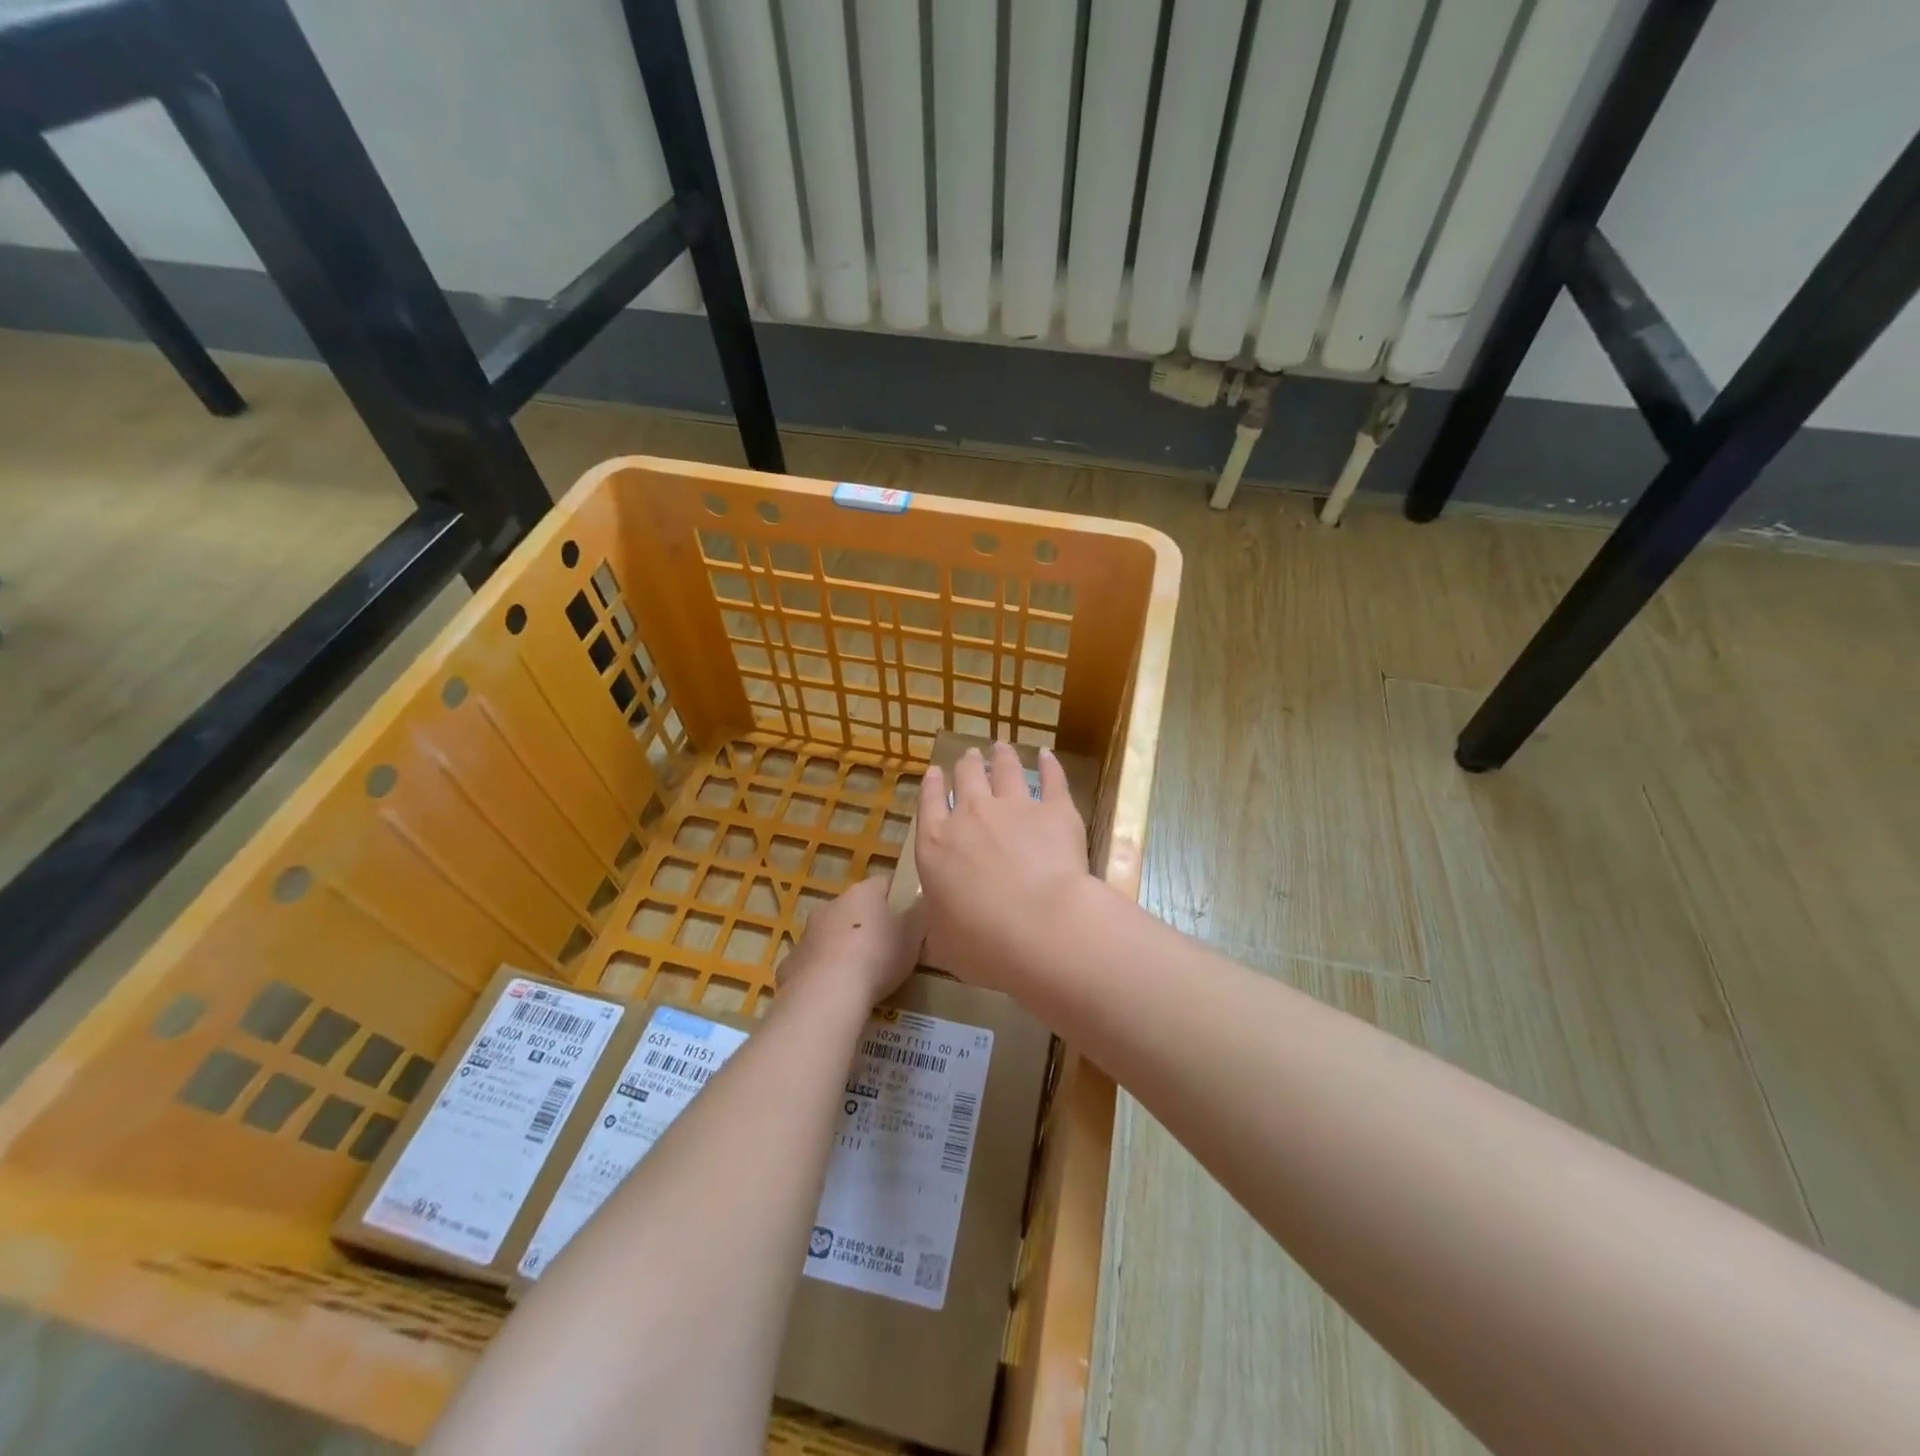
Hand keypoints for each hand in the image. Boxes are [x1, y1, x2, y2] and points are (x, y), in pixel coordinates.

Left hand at [780, 876, 922, 1007]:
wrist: (827, 993)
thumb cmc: (877, 957)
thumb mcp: (913, 936)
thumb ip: (919, 916)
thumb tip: (922, 903)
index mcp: (863, 893)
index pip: (884, 884)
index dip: (898, 898)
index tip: (909, 916)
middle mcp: (832, 904)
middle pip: (855, 908)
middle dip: (868, 923)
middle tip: (886, 948)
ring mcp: (807, 932)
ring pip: (830, 933)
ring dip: (843, 946)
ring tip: (860, 974)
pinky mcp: (791, 962)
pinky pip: (813, 962)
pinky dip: (823, 972)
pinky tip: (835, 992)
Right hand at [914, 743, 1097, 993]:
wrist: (1041, 926)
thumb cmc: (983, 943)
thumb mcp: (944, 941)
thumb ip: (940, 919)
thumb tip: (940, 917)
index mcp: (936, 845)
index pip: (928, 804)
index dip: (930, 785)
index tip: (933, 771)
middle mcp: (971, 816)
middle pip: (966, 779)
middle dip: (966, 765)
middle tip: (969, 755)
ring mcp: (1014, 807)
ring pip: (1005, 769)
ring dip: (1001, 756)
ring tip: (1001, 747)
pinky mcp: (1055, 810)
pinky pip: (1051, 778)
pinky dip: (1049, 764)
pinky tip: (1047, 755)